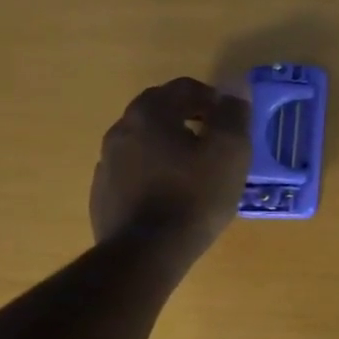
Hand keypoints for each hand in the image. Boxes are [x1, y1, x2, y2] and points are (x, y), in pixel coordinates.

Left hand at [89, 78, 250, 261]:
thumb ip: (234, 115)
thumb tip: (233, 95)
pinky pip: (135, 168)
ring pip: (146, 139)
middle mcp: (122, 129)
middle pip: (160, 109)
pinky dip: (156, 169)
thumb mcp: (230, 151)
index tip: (232, 119)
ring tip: (197, 168)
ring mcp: (108, 161)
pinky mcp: (104, 191)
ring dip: (171, 143)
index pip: (184, 87)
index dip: (213, 97)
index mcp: (150, 113)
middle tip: (216, 138)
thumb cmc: (195, 195)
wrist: (147, 251)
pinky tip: (174, 192)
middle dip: (190, 116)